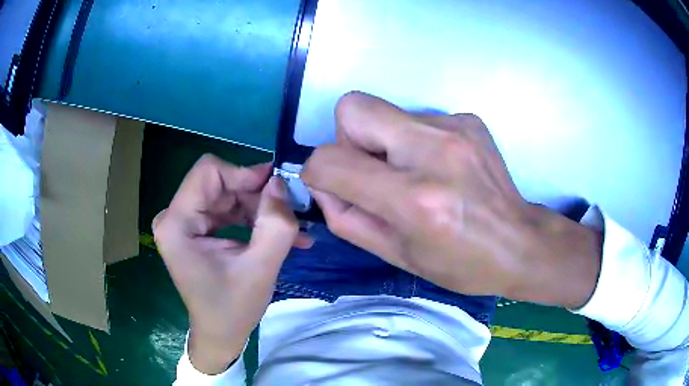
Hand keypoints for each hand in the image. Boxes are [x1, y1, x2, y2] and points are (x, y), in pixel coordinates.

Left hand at [153, 155, 309, 373]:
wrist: (219, 334)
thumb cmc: (233, 309)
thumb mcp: (260, 269)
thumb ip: (275, 225)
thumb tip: (281, 184)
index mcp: (176, 224)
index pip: (208, 172)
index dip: (243, 173)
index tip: (275, 188)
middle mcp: (174, 217)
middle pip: (218, 183)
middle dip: (255, 193)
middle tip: (288, 209)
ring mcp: (183, 223)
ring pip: (225, 194)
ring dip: (257, 207)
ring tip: (289, 226)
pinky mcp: (194, 230)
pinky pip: (225, 209)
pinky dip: (250, 217)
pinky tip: (275, 232)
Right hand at [302, 92, 601, 307]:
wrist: (520, 242)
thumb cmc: (460, 262)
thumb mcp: (396, 255)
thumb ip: (346, 218)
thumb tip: (323, 183)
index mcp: (414, 198)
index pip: (331, 161)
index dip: (317, 172)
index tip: (334, 187)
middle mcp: (434, 151)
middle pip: (353, 107)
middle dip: (347, 138)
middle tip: (373, 172)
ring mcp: (455, 128)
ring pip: (384, 111)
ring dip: (383, 142)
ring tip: (413, 174)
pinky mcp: (468, 119)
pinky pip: (415, 118)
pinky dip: (413, 141)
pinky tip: (439, 167)